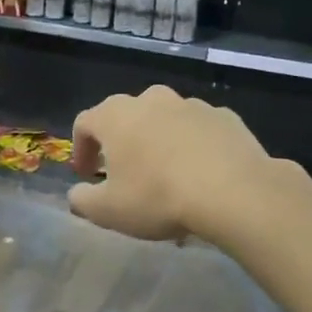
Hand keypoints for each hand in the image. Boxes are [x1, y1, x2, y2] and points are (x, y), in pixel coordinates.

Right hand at [68, 85, 279, 241]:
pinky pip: (199, 129)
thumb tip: (77, 194)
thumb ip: (82, 200)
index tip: (87, 175)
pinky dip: (193, 145)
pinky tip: (201, 173)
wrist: (233, 192)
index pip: (85, 123)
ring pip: (165, 120)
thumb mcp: (107, 211)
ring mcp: (191, 104)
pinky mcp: (225, 116)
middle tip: (125, 172)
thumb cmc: (158, 197)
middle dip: (121, 142)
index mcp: (116, 116)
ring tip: (167, 175)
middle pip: (126, 116)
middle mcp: (151, 99)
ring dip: (159, 141)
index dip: (81, 149)